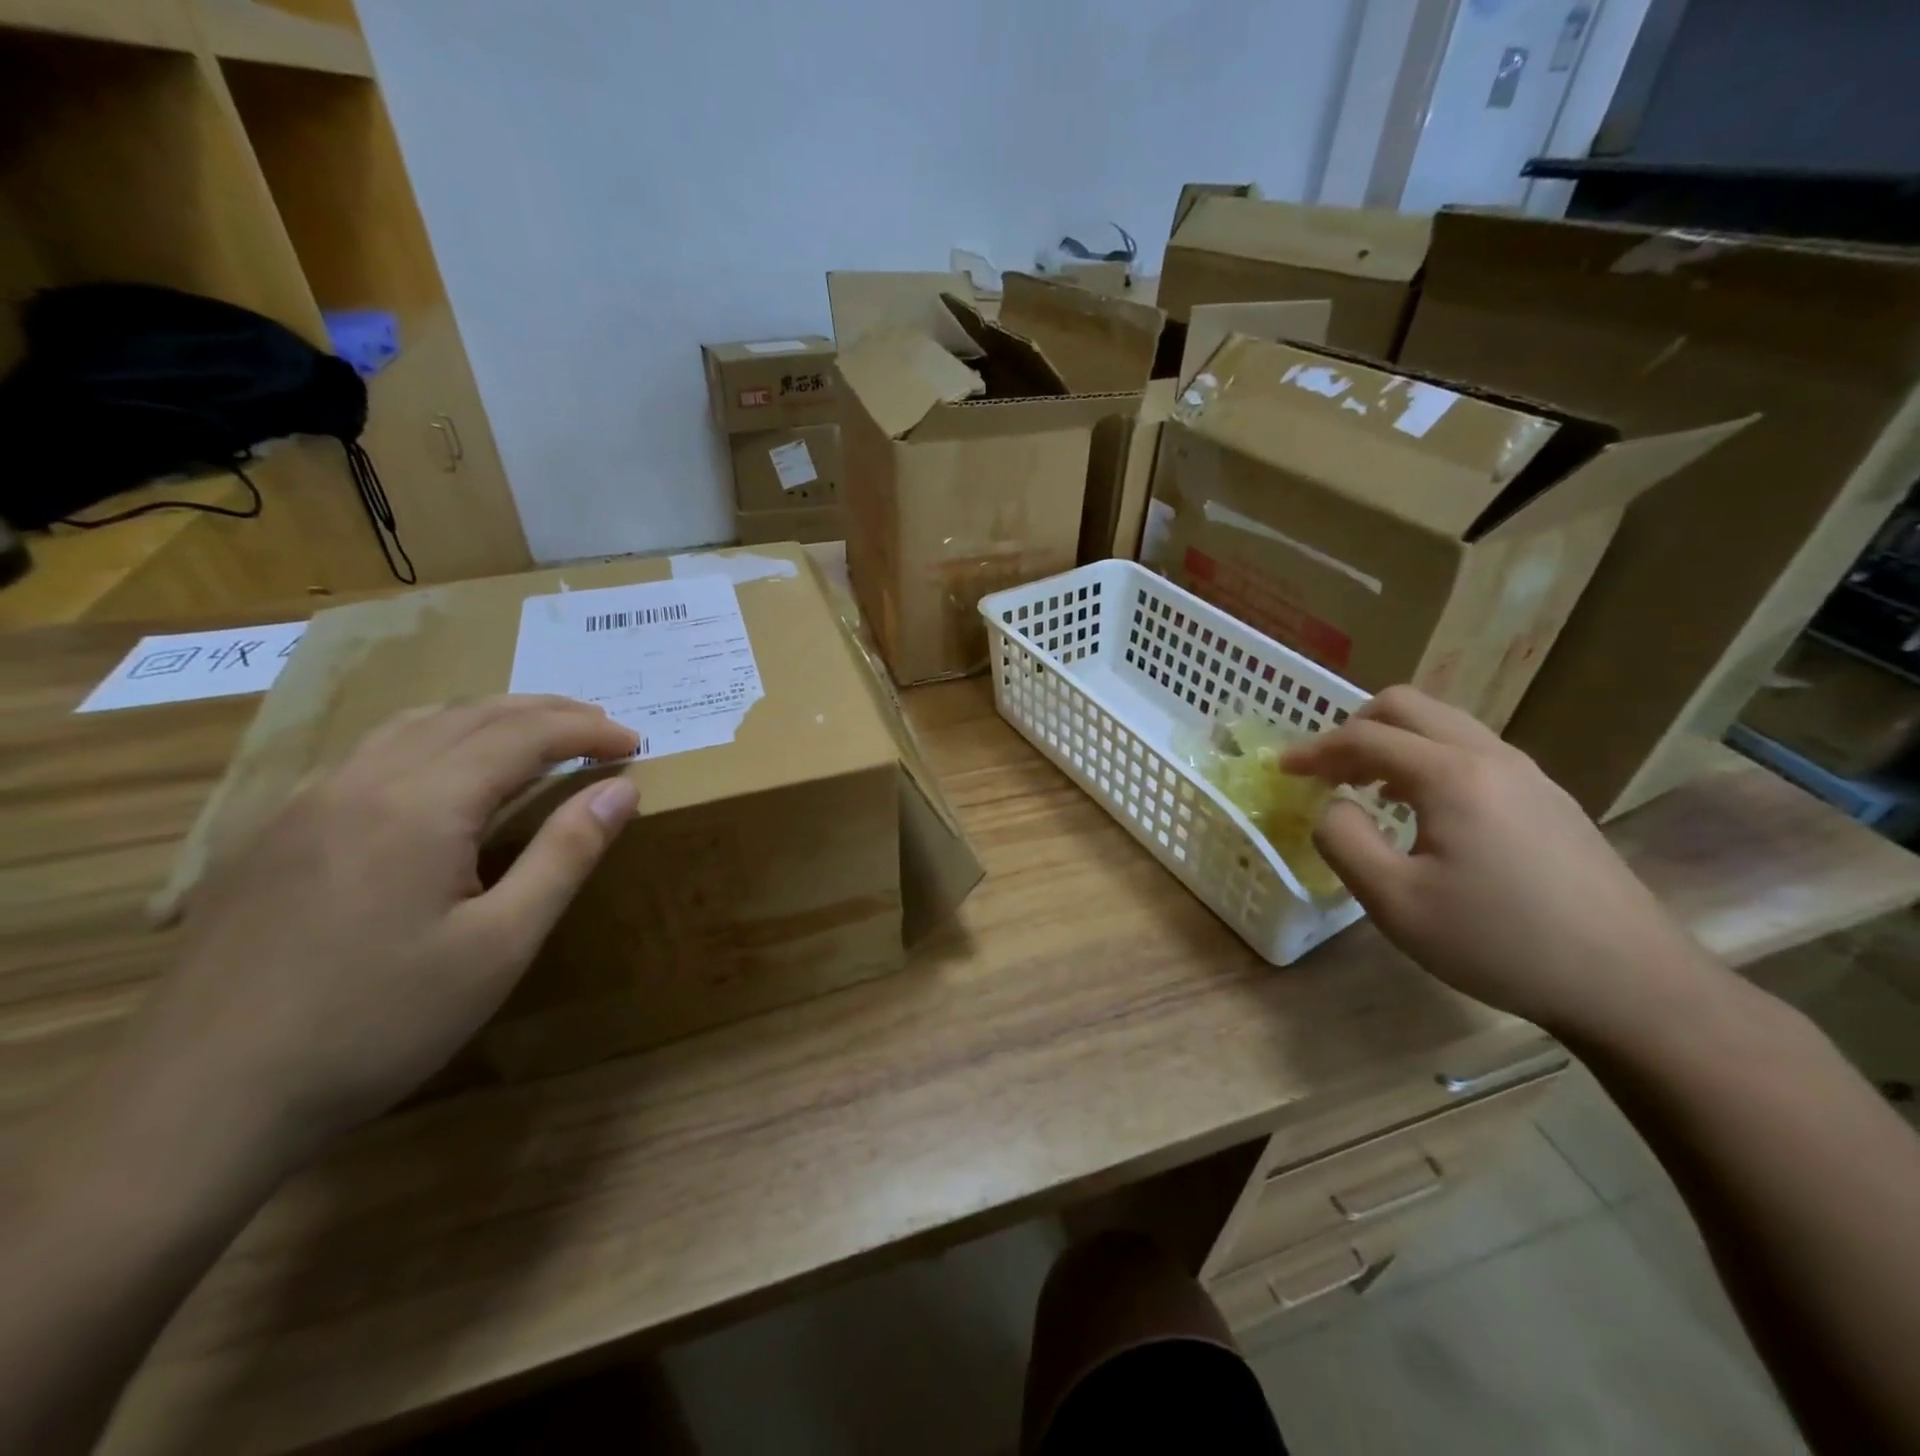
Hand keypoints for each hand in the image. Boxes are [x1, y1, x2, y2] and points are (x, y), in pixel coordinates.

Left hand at [126, 696, 639, 1157]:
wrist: (200, 1102)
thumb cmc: (378, 1023)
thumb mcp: (500, 945)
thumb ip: (565, 855)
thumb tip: (620, 789)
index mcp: (421, 804)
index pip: (523, 735)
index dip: (586, 730)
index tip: (634, 741)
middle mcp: (362, 781)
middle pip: (470, 715)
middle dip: (546, 712)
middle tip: (601, 727)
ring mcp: (306, 804)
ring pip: (414, 724)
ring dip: (488, 717)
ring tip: (535, 734)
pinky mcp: (274, 834)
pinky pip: (370, 754)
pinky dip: (433, 738)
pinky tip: (441, 772)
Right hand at [1283, 686, 1716, 1037]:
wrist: (1631, 984)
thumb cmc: (1499, 942)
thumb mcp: (1395, 902)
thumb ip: (1343, 840)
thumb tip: (1333, 806)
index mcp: (1451, 775)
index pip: (1365, 737)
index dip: (1314, 750)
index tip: (1282, 770)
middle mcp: (1491, 757)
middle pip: (1408, 706)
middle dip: (1354, 729)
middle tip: (1327, 771)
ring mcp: (1528, 774)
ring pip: (1444, 725)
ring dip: (1393, 743)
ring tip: (1367, 788)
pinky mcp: (1549, 798)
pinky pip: (1472, 752)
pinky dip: (1428, 760)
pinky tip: (1422, 809)